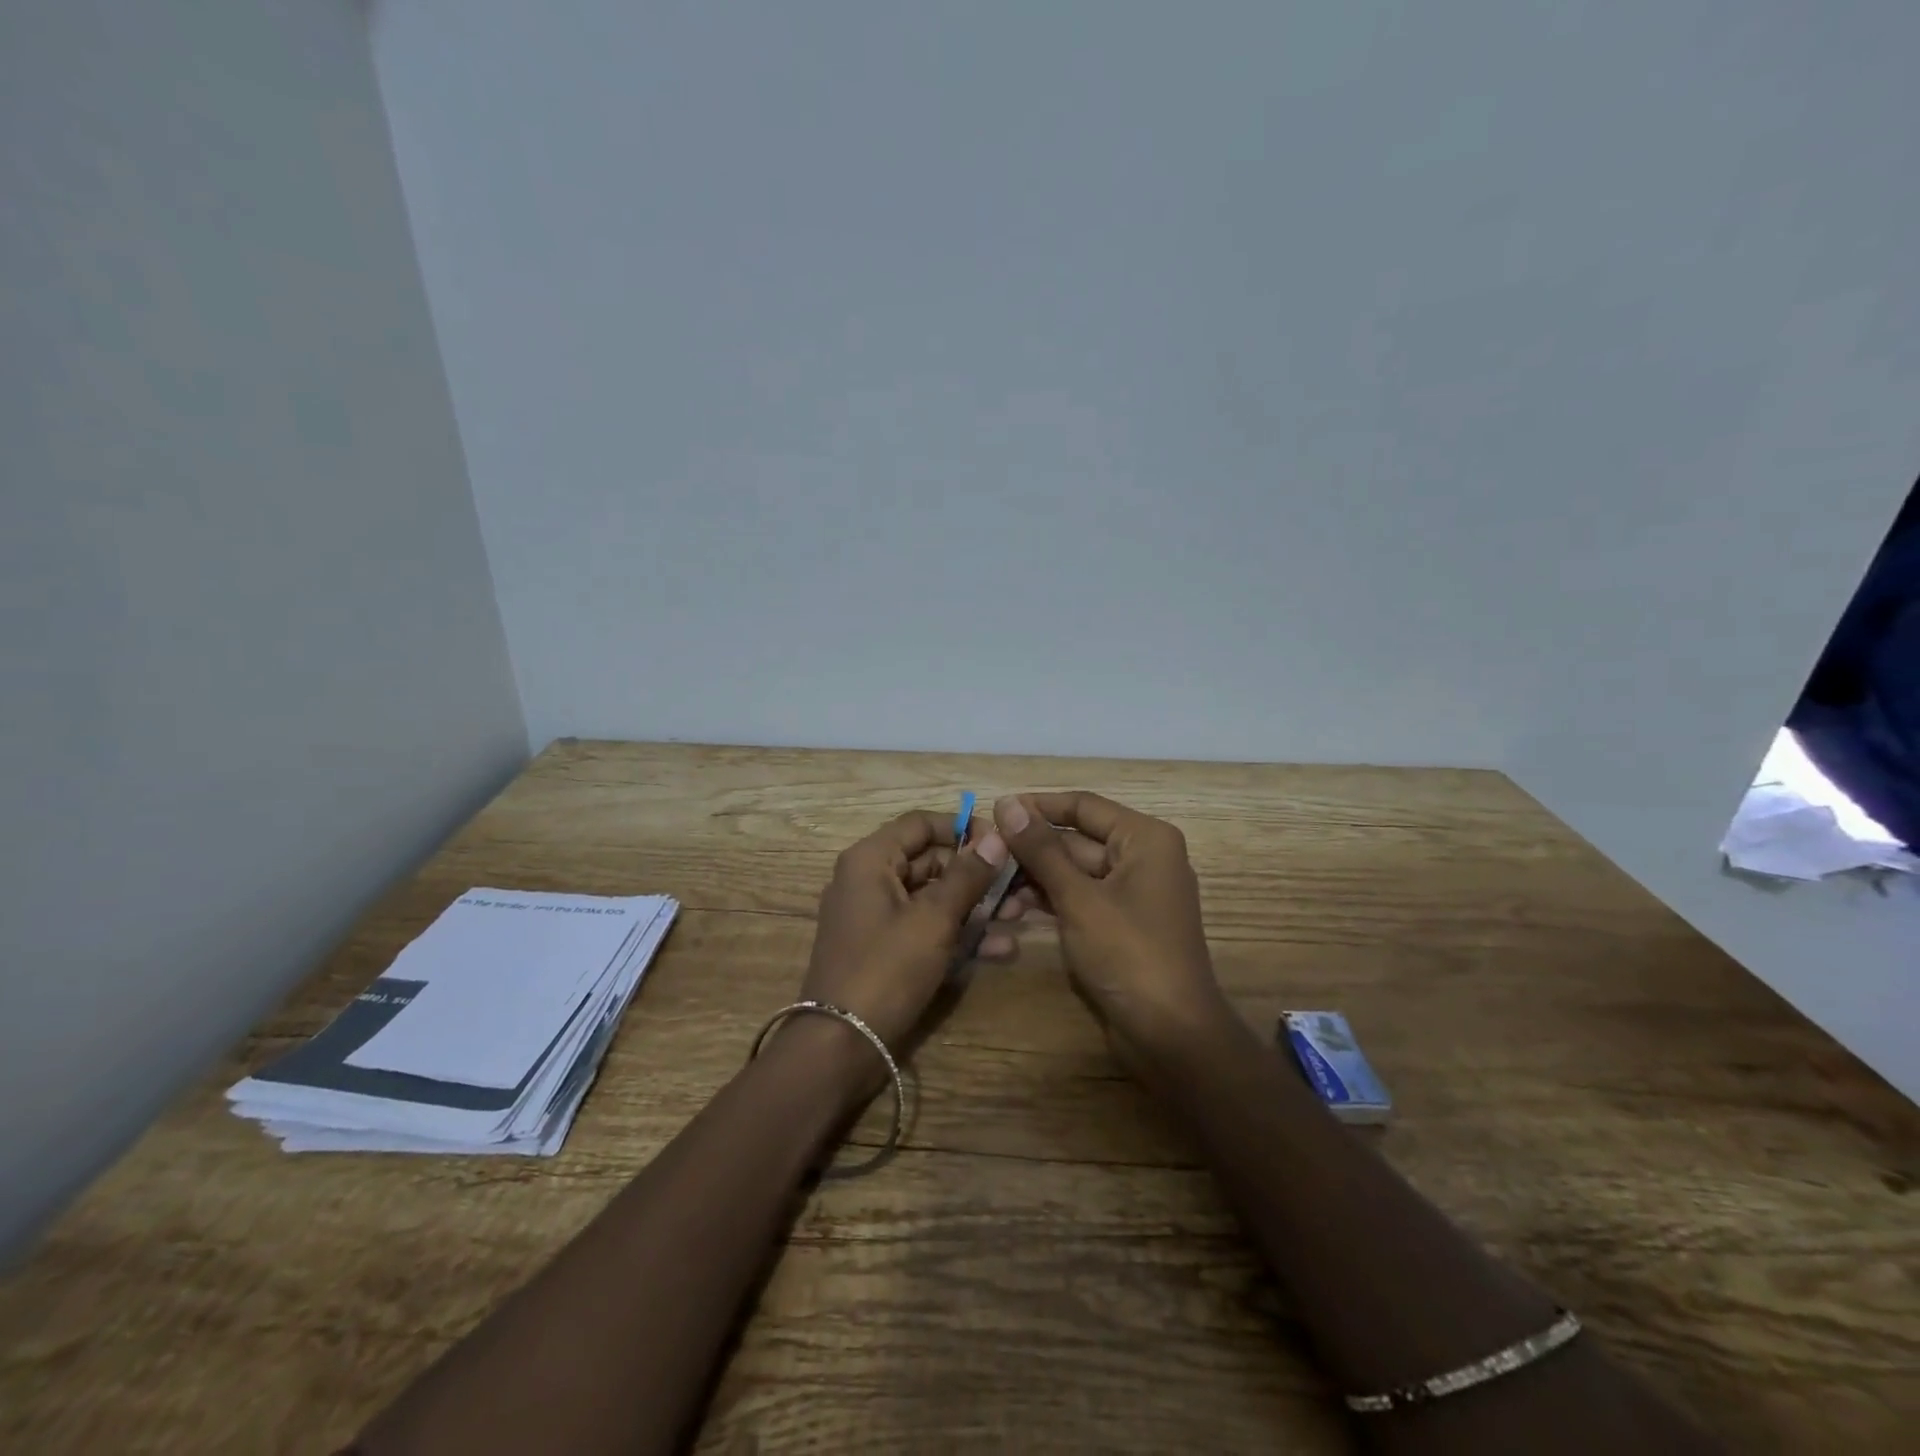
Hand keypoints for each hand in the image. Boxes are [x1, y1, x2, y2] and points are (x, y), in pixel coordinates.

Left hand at [788, 810, 1010, 1092]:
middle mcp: (870, 880)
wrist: (841, 1046)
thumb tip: (996, 836)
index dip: (962, 828)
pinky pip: (926, 928)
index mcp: (871, 860)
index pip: (921, 824)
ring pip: (933, 898)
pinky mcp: (886, 950)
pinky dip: (958, 934)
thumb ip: (967, 875)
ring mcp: (877, 917)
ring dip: (976, 906)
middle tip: (1020, 886)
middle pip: (930, 860)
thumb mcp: (934, 919)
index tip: (1002, 843)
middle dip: (977, 873)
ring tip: (1020, 916)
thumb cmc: (887, 969)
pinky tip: (1000, 948)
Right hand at [991, 792, 1235, 1075]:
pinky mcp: (1118, 923)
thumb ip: (1041, 849)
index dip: (1037, 806)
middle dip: (1030, 850)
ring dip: (1033, 878)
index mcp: (1144, 838)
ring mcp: (1130, 893)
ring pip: (1072, 871)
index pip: (1082, 806)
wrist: (1170, 1035)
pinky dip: (1048, 901)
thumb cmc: (1129, 954)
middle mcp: (1141, 857)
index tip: (992, 812)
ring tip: (989, 890)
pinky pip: (1078, 898)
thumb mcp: (1079, 898)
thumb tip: (1007, 803)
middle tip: (982, 857)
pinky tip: (1010, 910)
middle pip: (1076, 839)